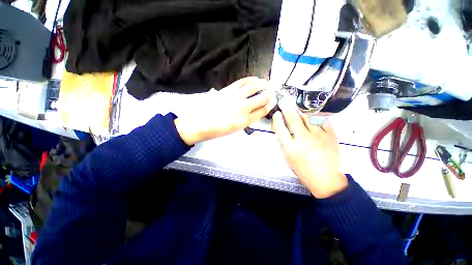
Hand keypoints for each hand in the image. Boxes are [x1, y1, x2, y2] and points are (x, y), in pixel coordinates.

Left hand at [174, 77, 276, 144]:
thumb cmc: (216, 130)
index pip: (263, 111)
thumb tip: (253, 111)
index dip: (270, 105)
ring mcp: (235, 98)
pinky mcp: (227, 90)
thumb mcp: (234, 130)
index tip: (272, 101)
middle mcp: (243, 109)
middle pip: (262, 98)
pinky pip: (242, 82)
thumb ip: (245, 120)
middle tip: (271, 92)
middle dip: (269, 94)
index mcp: (245, 121)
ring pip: (254, 87)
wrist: (198, 124)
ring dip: (262, 84)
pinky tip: (254, 79)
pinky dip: (250, 79)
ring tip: (265, 83)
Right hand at [271, 101, 347, 198]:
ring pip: (307, 117)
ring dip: (299, 109)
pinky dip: (315, 115)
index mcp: (290, 147)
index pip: (280, 128)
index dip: (277, 119)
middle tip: (283, 101)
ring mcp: (318, 135)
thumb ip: (283, 141)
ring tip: (295, 104)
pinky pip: (322, 120)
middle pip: (293, 119)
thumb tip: (281, 128)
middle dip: (286, 108)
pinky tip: (311, 113)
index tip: (276, 113)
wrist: (325, 177)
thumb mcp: (287, 157)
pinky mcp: (330, 134)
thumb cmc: (302, 168)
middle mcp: (303, 139)